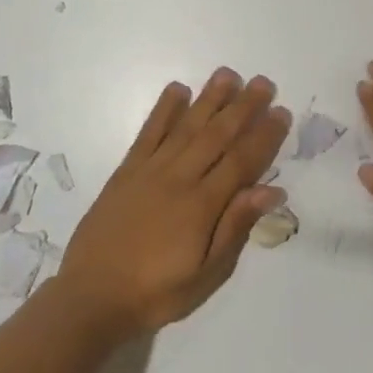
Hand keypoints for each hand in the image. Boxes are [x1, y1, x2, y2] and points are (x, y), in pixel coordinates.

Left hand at [57, 69, 290, 337]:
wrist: (90, 297)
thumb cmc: (156, 293)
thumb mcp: (206, 275)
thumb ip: (236, 228)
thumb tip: (270, 190)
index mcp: (202, 206)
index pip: (241, 162)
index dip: (264, 136)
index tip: (281, 112)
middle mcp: (179, 179)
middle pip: (217, 135)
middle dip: (243, 107)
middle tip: (263, 82)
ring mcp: (150, 170)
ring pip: (186, 126)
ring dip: (209, 99)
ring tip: (227, 74)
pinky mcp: (126, 170)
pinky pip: (148, 132)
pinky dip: (164, 109)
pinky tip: (178, 89)